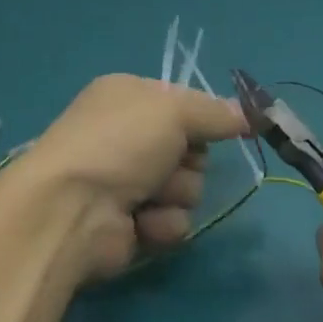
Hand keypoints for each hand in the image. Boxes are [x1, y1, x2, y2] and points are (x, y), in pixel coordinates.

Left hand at [12, 74, 246, 281]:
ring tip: (150, 196)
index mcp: (127, 96)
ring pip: (186, 188)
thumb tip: (251, 114)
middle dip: (189, 161)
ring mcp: (125, 182)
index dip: (203, 117)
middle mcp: (125, 135)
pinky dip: (163, 224)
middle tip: (172, 163)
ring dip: (176, 194)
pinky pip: (172, 222)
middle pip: (189, 148)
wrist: (71, 209)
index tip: (227, 127)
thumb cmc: (120, 143)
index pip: (181, 103)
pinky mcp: (130, 225)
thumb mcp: (173, 111)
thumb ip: (215, 113)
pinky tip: (143, 223)